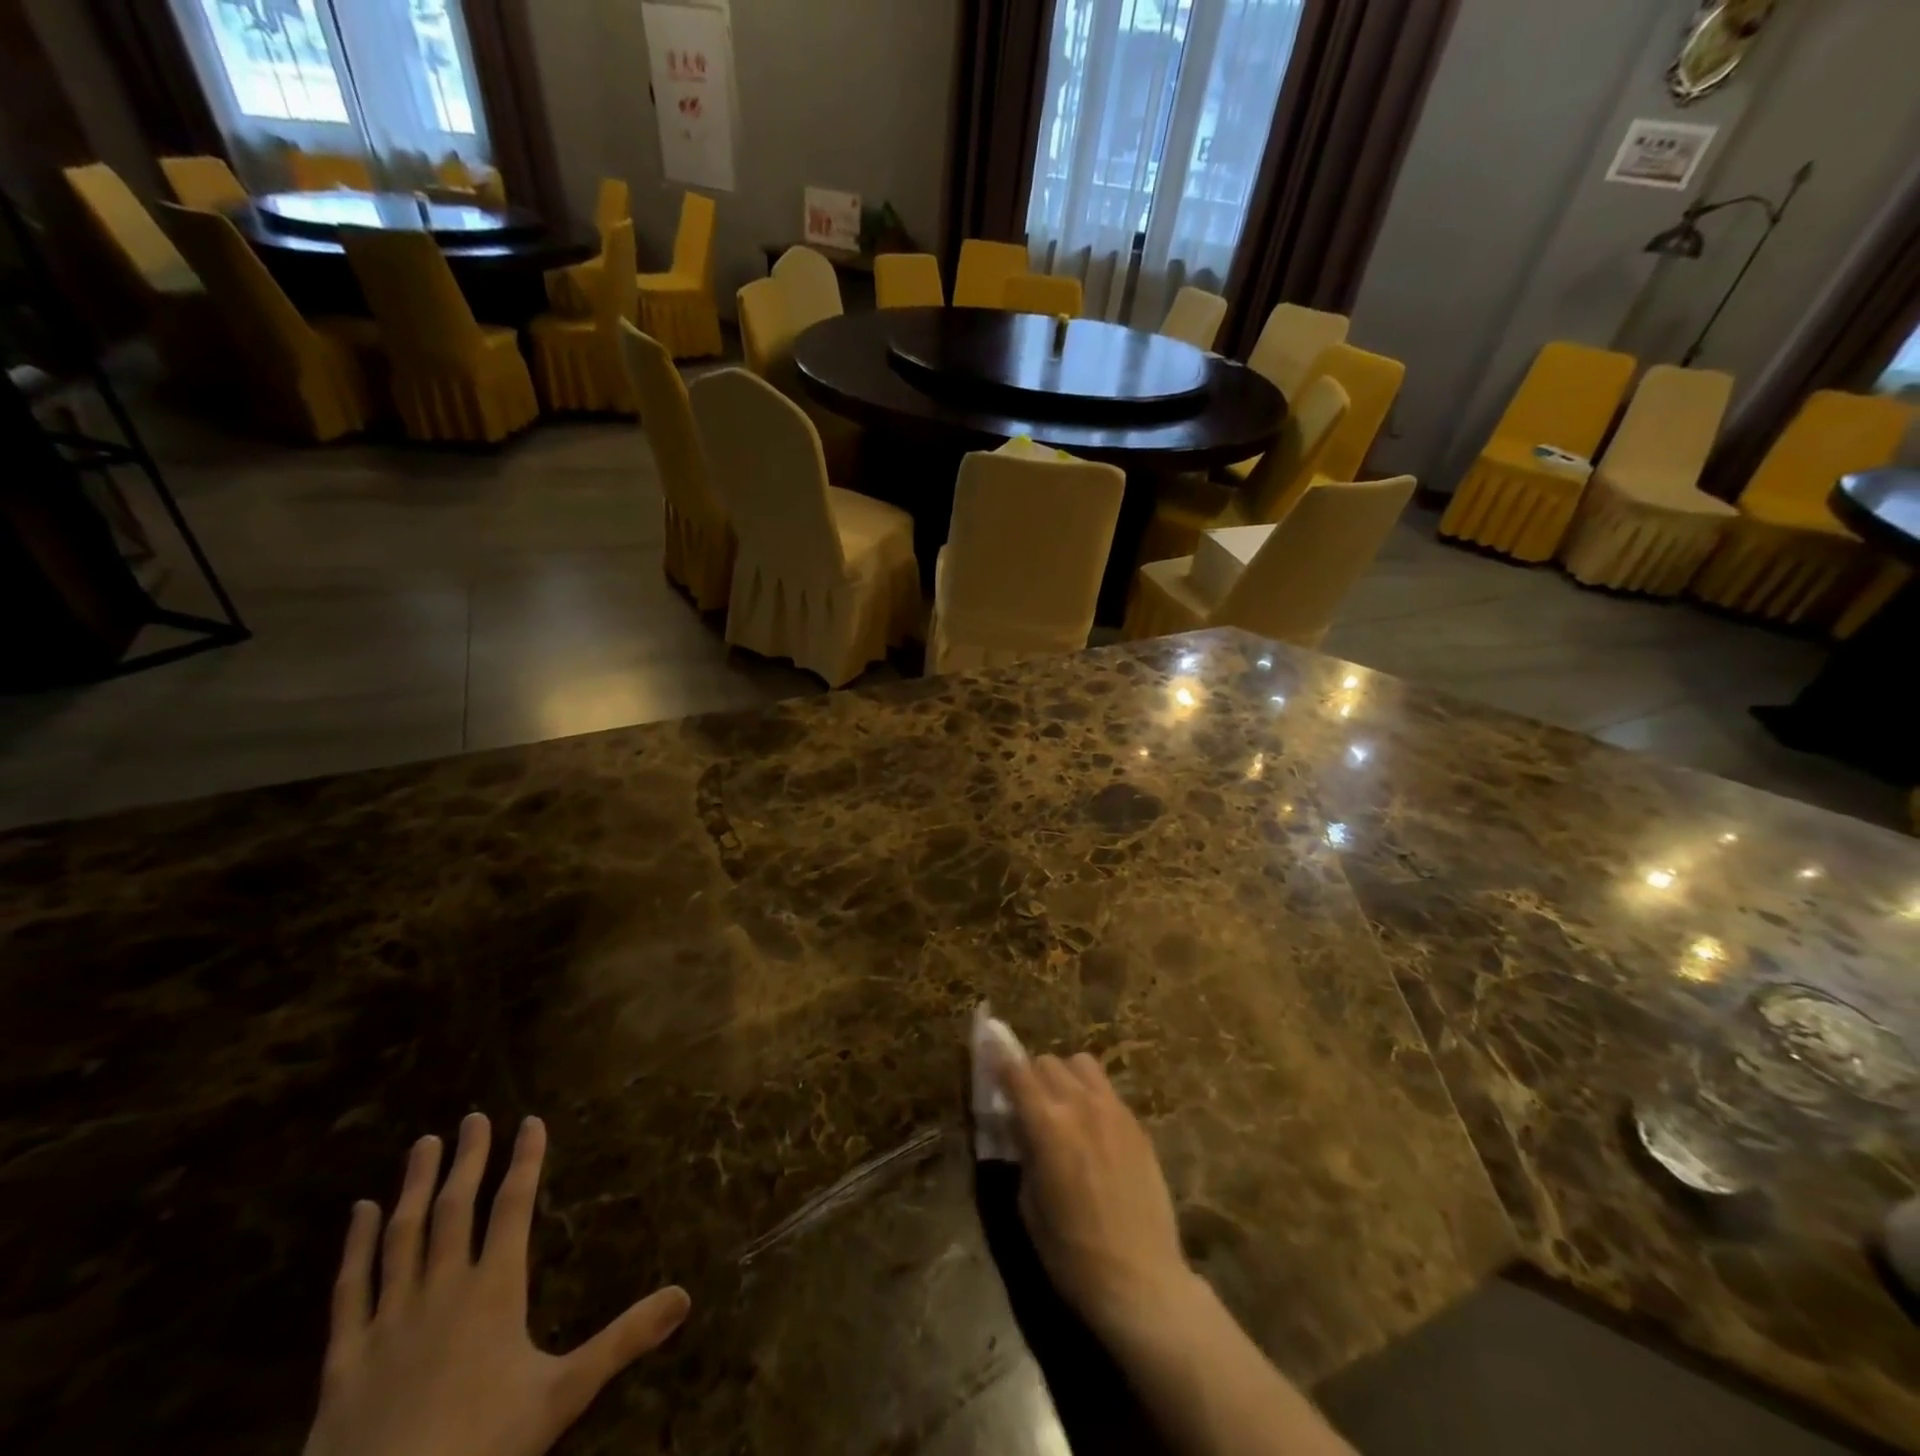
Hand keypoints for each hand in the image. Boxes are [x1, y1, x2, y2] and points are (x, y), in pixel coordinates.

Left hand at [303, 1114, 689, 1455]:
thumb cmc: (481, 1448)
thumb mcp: (563, 1394)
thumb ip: (623, 1340)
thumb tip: (684, 1296)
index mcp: (493, 1290)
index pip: (514, 1207)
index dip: (525, 1161)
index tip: (531, 1121)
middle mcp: (442, 1289)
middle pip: (455, 1208)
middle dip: (468, 1159)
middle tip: (473, 1117)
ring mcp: (389, 1319)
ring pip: (402, 1235)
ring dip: (415, 1186)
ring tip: (424, 1144)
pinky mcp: (345, 1356)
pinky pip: (350, 1288)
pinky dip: (355, 1246)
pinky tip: (359, 1212)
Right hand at [1006, 1053, 1198, 1342]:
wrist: (1140, 1281)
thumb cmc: (1072, 1254)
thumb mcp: (1029, 1205)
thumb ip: (1023, 1153)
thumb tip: (1020, 1128)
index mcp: (1047, 1124)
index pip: (1016, 1072)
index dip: (999, 1064)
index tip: (989, 1062)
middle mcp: (1080, 1104)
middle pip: (1047, 1062)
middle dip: (1030, 1075)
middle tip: (1024, 1102)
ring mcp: (1114, 1110)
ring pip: (1081, 1064)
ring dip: (1064, 1076)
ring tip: (1061, 1105)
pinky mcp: (1137, 1125)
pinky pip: (1107, 1090)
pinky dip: (1091, 1094)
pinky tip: (1091, 1127)